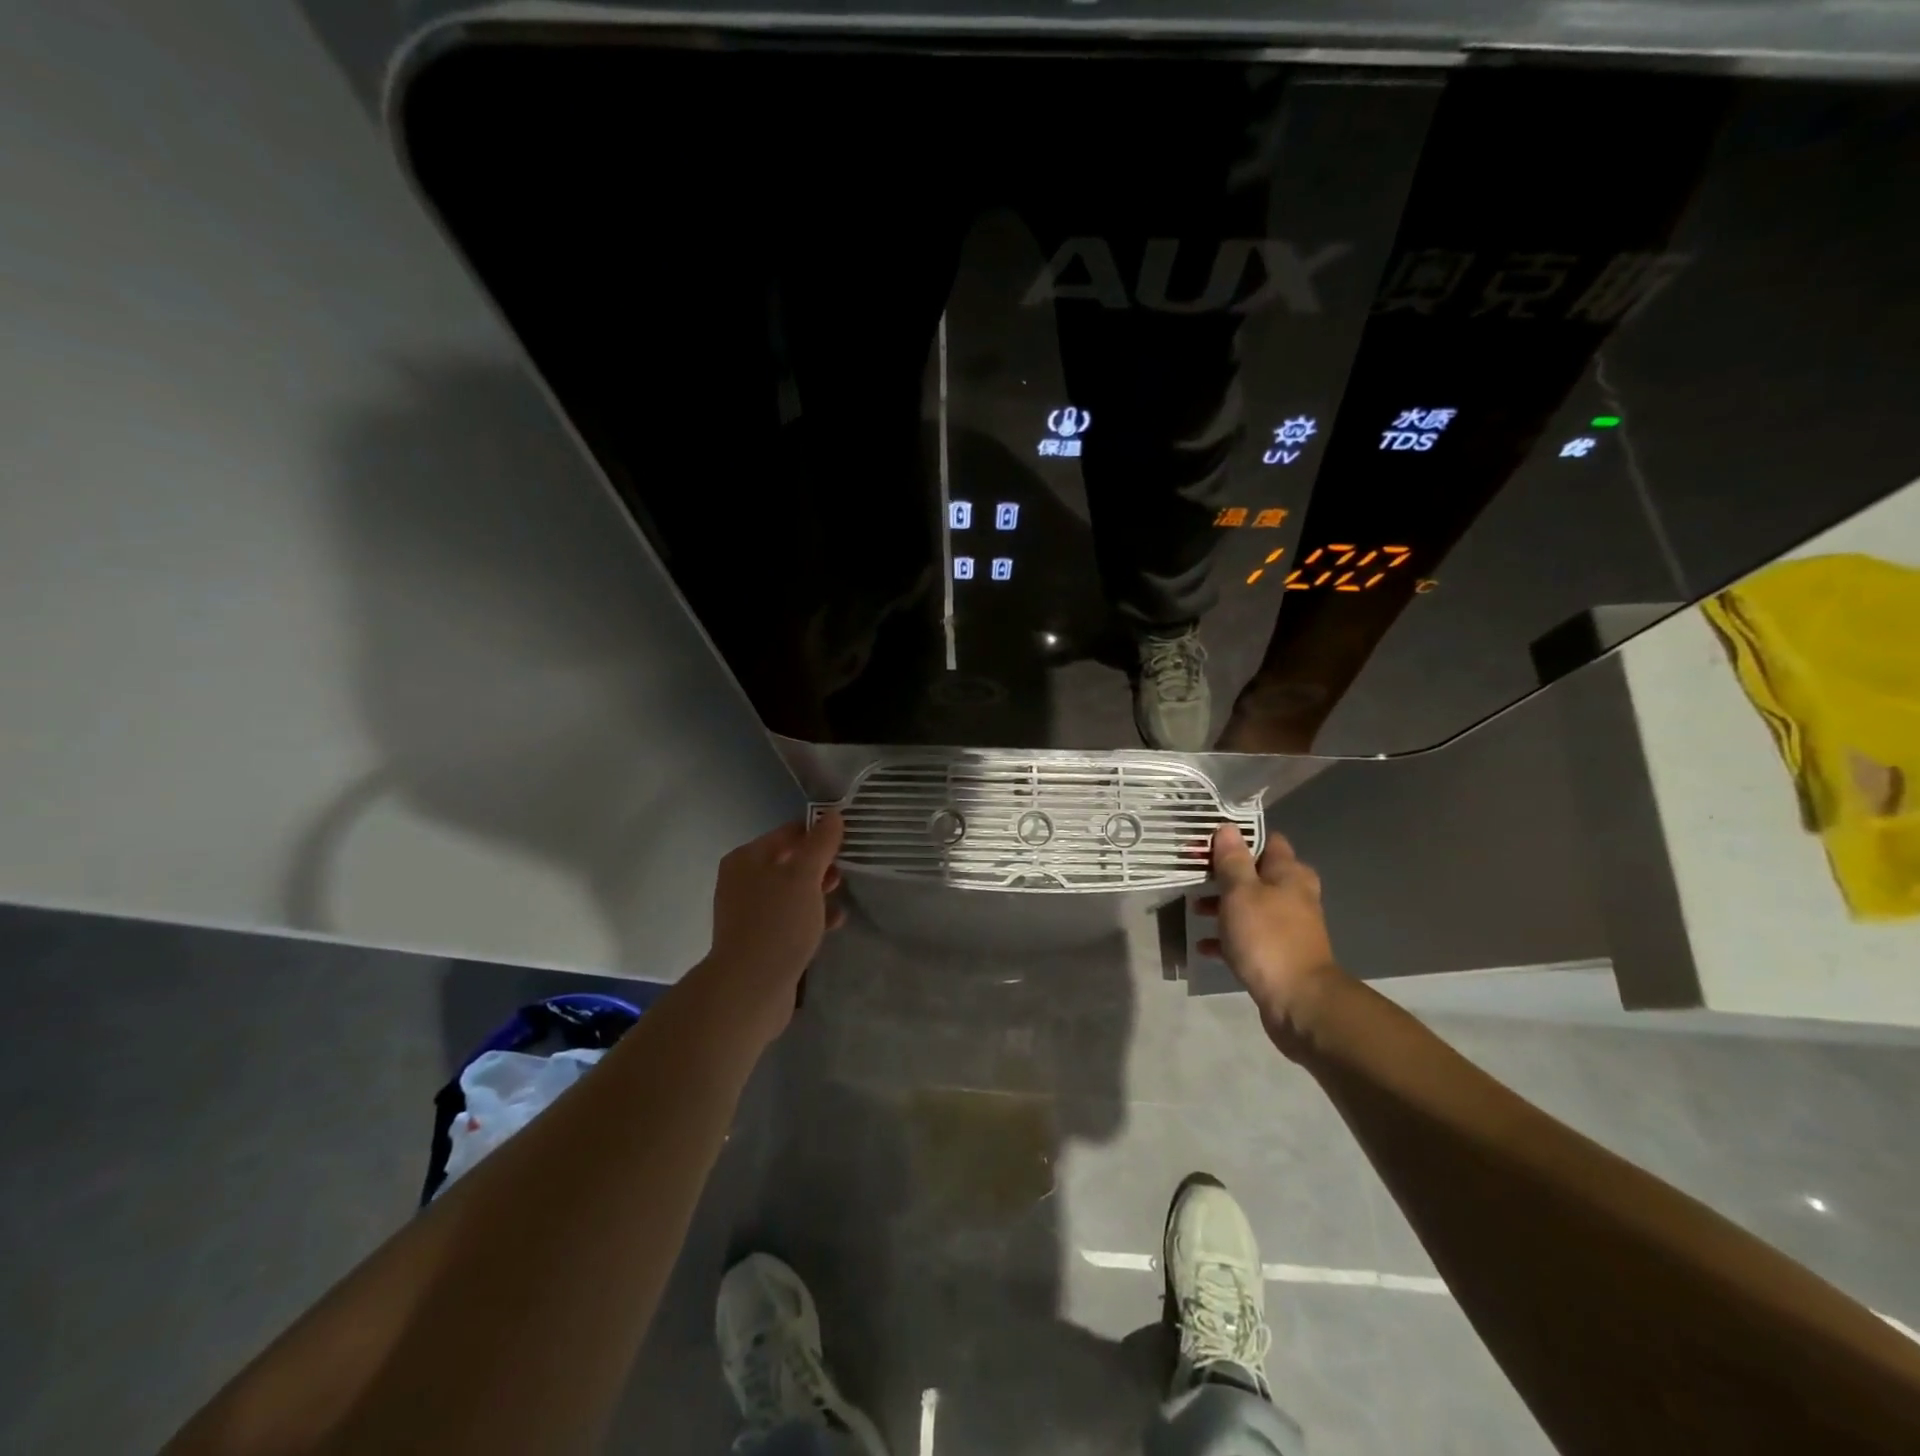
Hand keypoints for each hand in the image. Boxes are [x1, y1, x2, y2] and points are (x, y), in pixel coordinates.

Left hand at [700, 811, 846, 1043]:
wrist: (750, 987)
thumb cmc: (778, 922)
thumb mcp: (805, 876)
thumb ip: (820, 844)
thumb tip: (832, 815)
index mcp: (746, 858)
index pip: (788, 833)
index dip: (818, 833)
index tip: (847, 839)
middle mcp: (742, 881)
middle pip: (788, 862)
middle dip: (819, 865)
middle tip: (846, 869)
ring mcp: (749, 913)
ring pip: (790, 892)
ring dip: (817, 892)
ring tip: (843, 895)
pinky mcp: (758, 941)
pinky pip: (789, 919)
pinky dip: (811, 917)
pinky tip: (834, 922)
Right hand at [1194, 824, 1344, 1049]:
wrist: (1298, 1000)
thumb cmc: (1267, 937)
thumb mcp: (1241, 892)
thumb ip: (1232, 861)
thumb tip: (1227, 827)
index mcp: (1289, 874)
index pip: (1266, 841)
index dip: (1238, 838)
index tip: (1208, 841)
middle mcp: (1294, 895)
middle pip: (1256, 874)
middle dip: (1226, 874)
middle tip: (1196, 874)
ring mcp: (1289, 926)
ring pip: (1251, 905)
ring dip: (1224, 905)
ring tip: (1194, 909)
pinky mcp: (1279, 953)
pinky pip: (1249, 937)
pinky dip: (1228, 937)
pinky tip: (1205, 945)